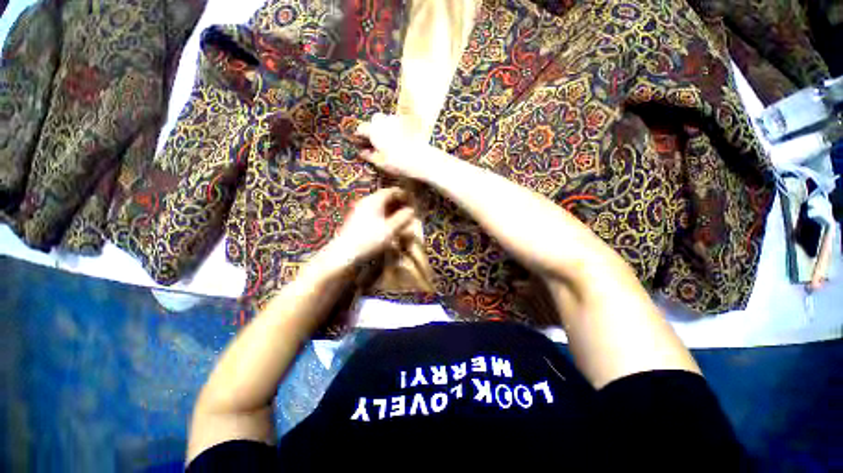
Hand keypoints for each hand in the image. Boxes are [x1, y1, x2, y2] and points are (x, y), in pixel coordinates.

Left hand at [323, 187, 417, 269]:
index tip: (413, 201)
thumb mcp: (390, 230)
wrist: (344, 254)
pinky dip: (384, 217)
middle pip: (385, 198)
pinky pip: (375, 213)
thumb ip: (403, 218)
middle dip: (398, 203)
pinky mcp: (358, 220)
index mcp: (374, 201)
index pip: (391, 191)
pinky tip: (389, 226)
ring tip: (401, 219)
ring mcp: (360, 211)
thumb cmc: (369, 240)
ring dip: (392, 211)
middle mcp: (366, 202)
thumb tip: (411, 211)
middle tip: (408, 210)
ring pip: (380, 206)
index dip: (403, 194)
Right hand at [354, 113, 441, 180]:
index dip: (360, 136)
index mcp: (374, 131)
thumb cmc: (399, 164)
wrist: (422, 160)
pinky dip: (397, 129)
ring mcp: (397, 120)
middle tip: (376, 142)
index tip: (360, 142)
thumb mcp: (381, 163)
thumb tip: (362, 153)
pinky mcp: (410, 122)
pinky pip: (399, 122)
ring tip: (390, 142)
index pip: (361, 128)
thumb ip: (369, 156)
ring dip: (386, 128)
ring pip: (387, 120)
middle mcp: (384, 121)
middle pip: (375, 120)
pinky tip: (401, 140)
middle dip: (374, 129)